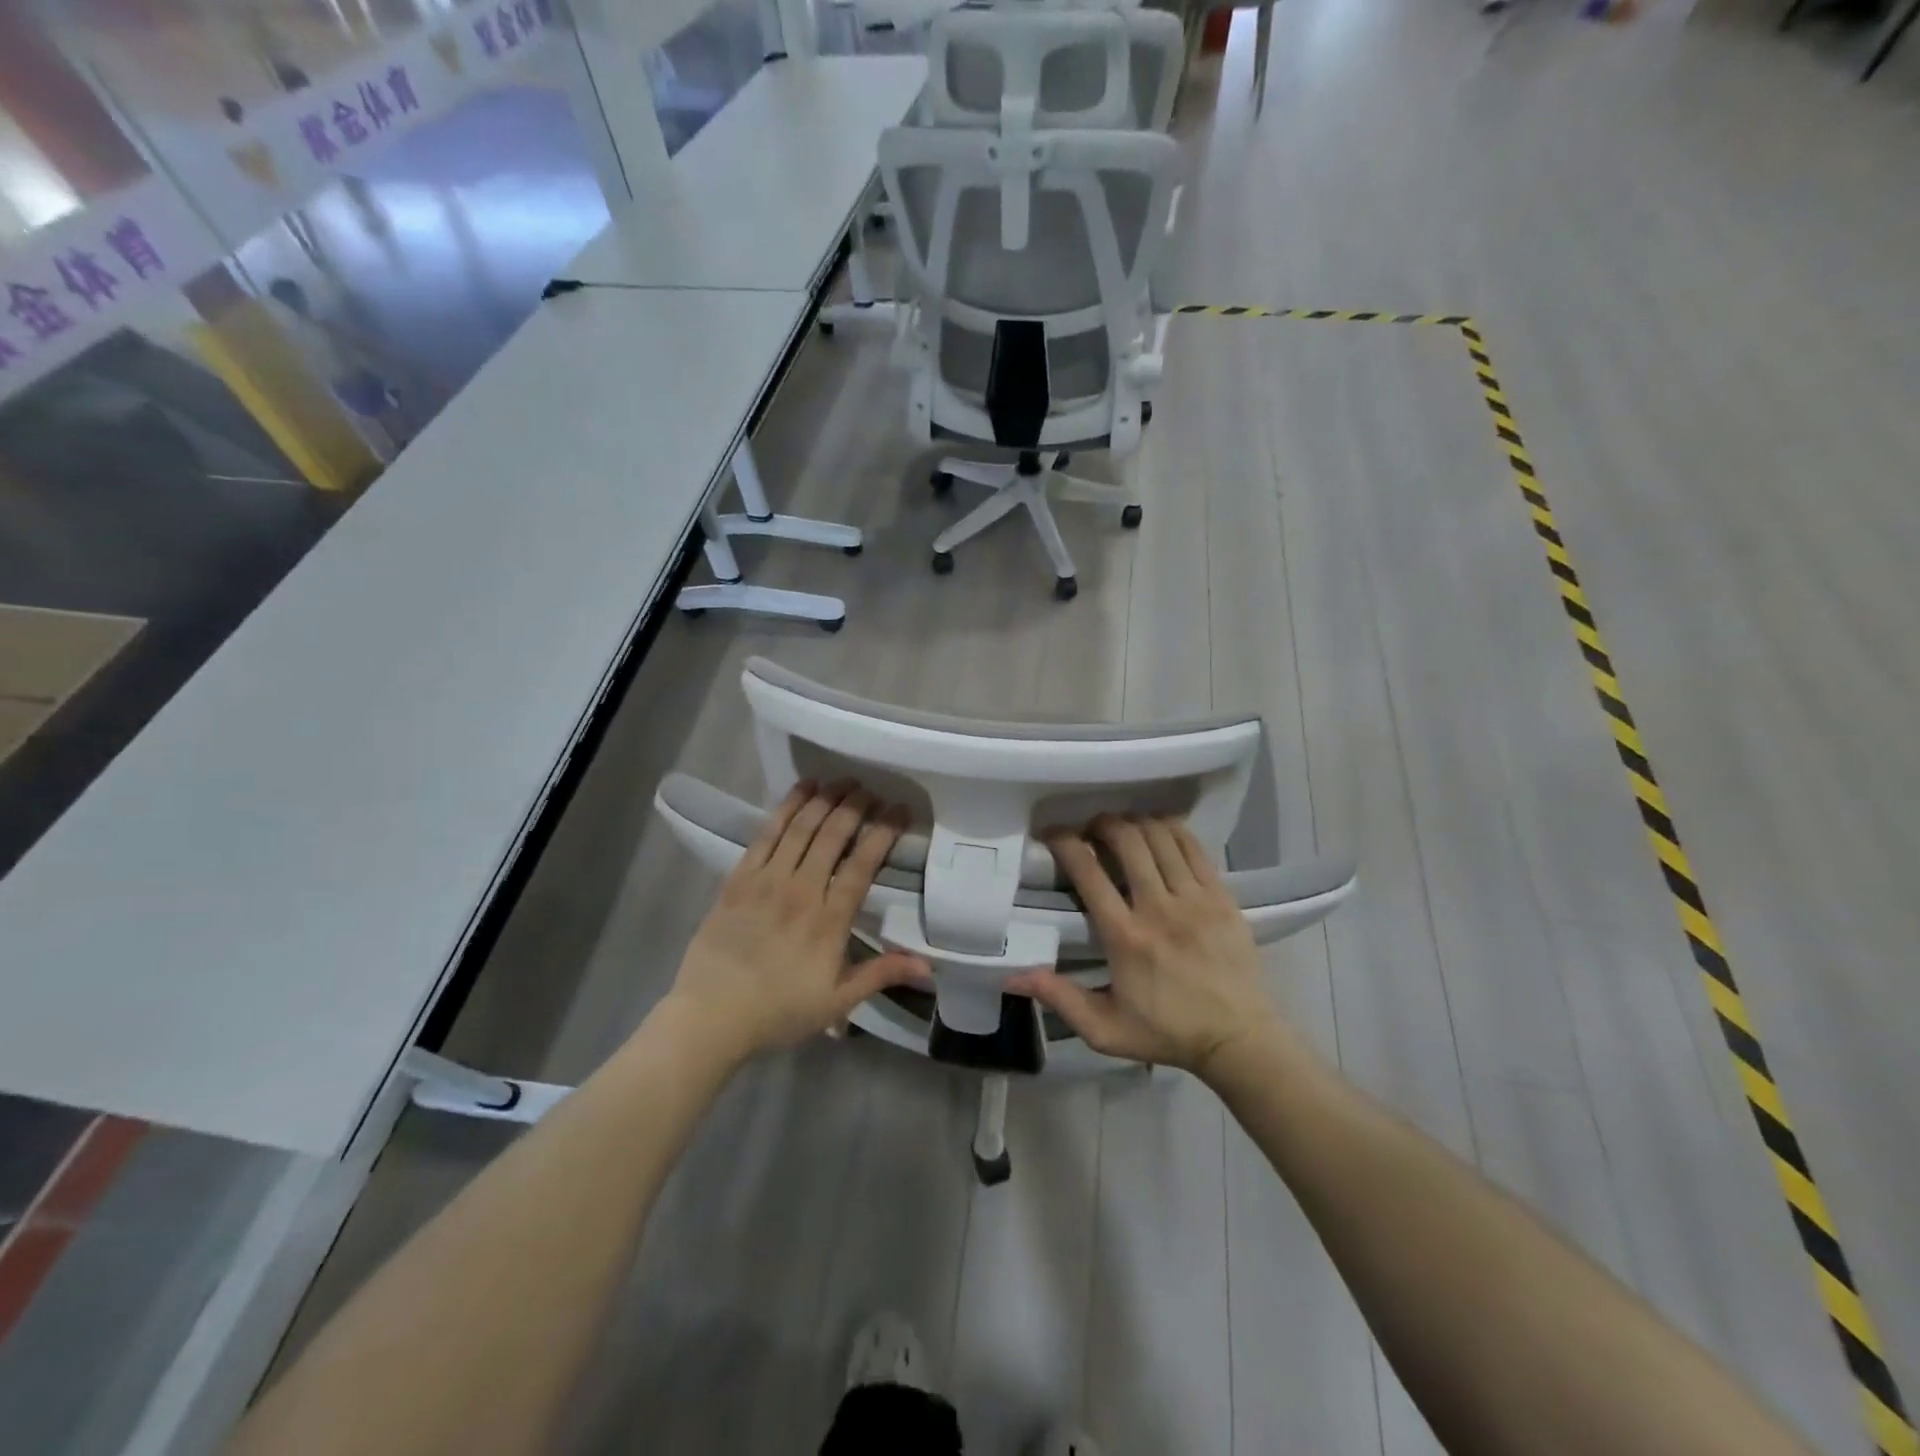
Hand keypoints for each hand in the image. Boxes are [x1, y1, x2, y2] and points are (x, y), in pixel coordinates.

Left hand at [663, 782, 928, 1064]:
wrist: (710, 1016)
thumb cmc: (779, 1011)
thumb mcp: (837, 1001)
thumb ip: (882, 974)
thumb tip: (928, 965)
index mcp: (828, 920)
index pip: (862, 864)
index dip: (883, 833)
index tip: (900, 810)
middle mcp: (800, 890)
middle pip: (832, 836)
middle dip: (856, 807)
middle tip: (872, 790)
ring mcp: (766, 880)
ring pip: (801, 828)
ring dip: (825, 799)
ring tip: (844, 781)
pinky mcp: (739, 878)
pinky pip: (766, 834)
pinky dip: (786, 807)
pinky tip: (802, 789)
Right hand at [1008, 815, 1280, 1078]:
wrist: (1239, 1039)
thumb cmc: (1167, 1032)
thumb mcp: (1105, 1030)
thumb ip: (1059, 999)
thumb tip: (1013, 975)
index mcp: (1125, 937)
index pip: (1089, 873)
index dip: (1066, 844)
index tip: (1053, 834)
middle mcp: (1158, 908)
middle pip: (1127, 841)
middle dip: (1101, 824)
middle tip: (1090, 828)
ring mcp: (1194, 898)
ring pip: (1160, 836)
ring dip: (1135, 823)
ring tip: (1122, 827)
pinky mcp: (1221, 895)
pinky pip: (1193, 846)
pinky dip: (1171, 829)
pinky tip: (1158, 830)